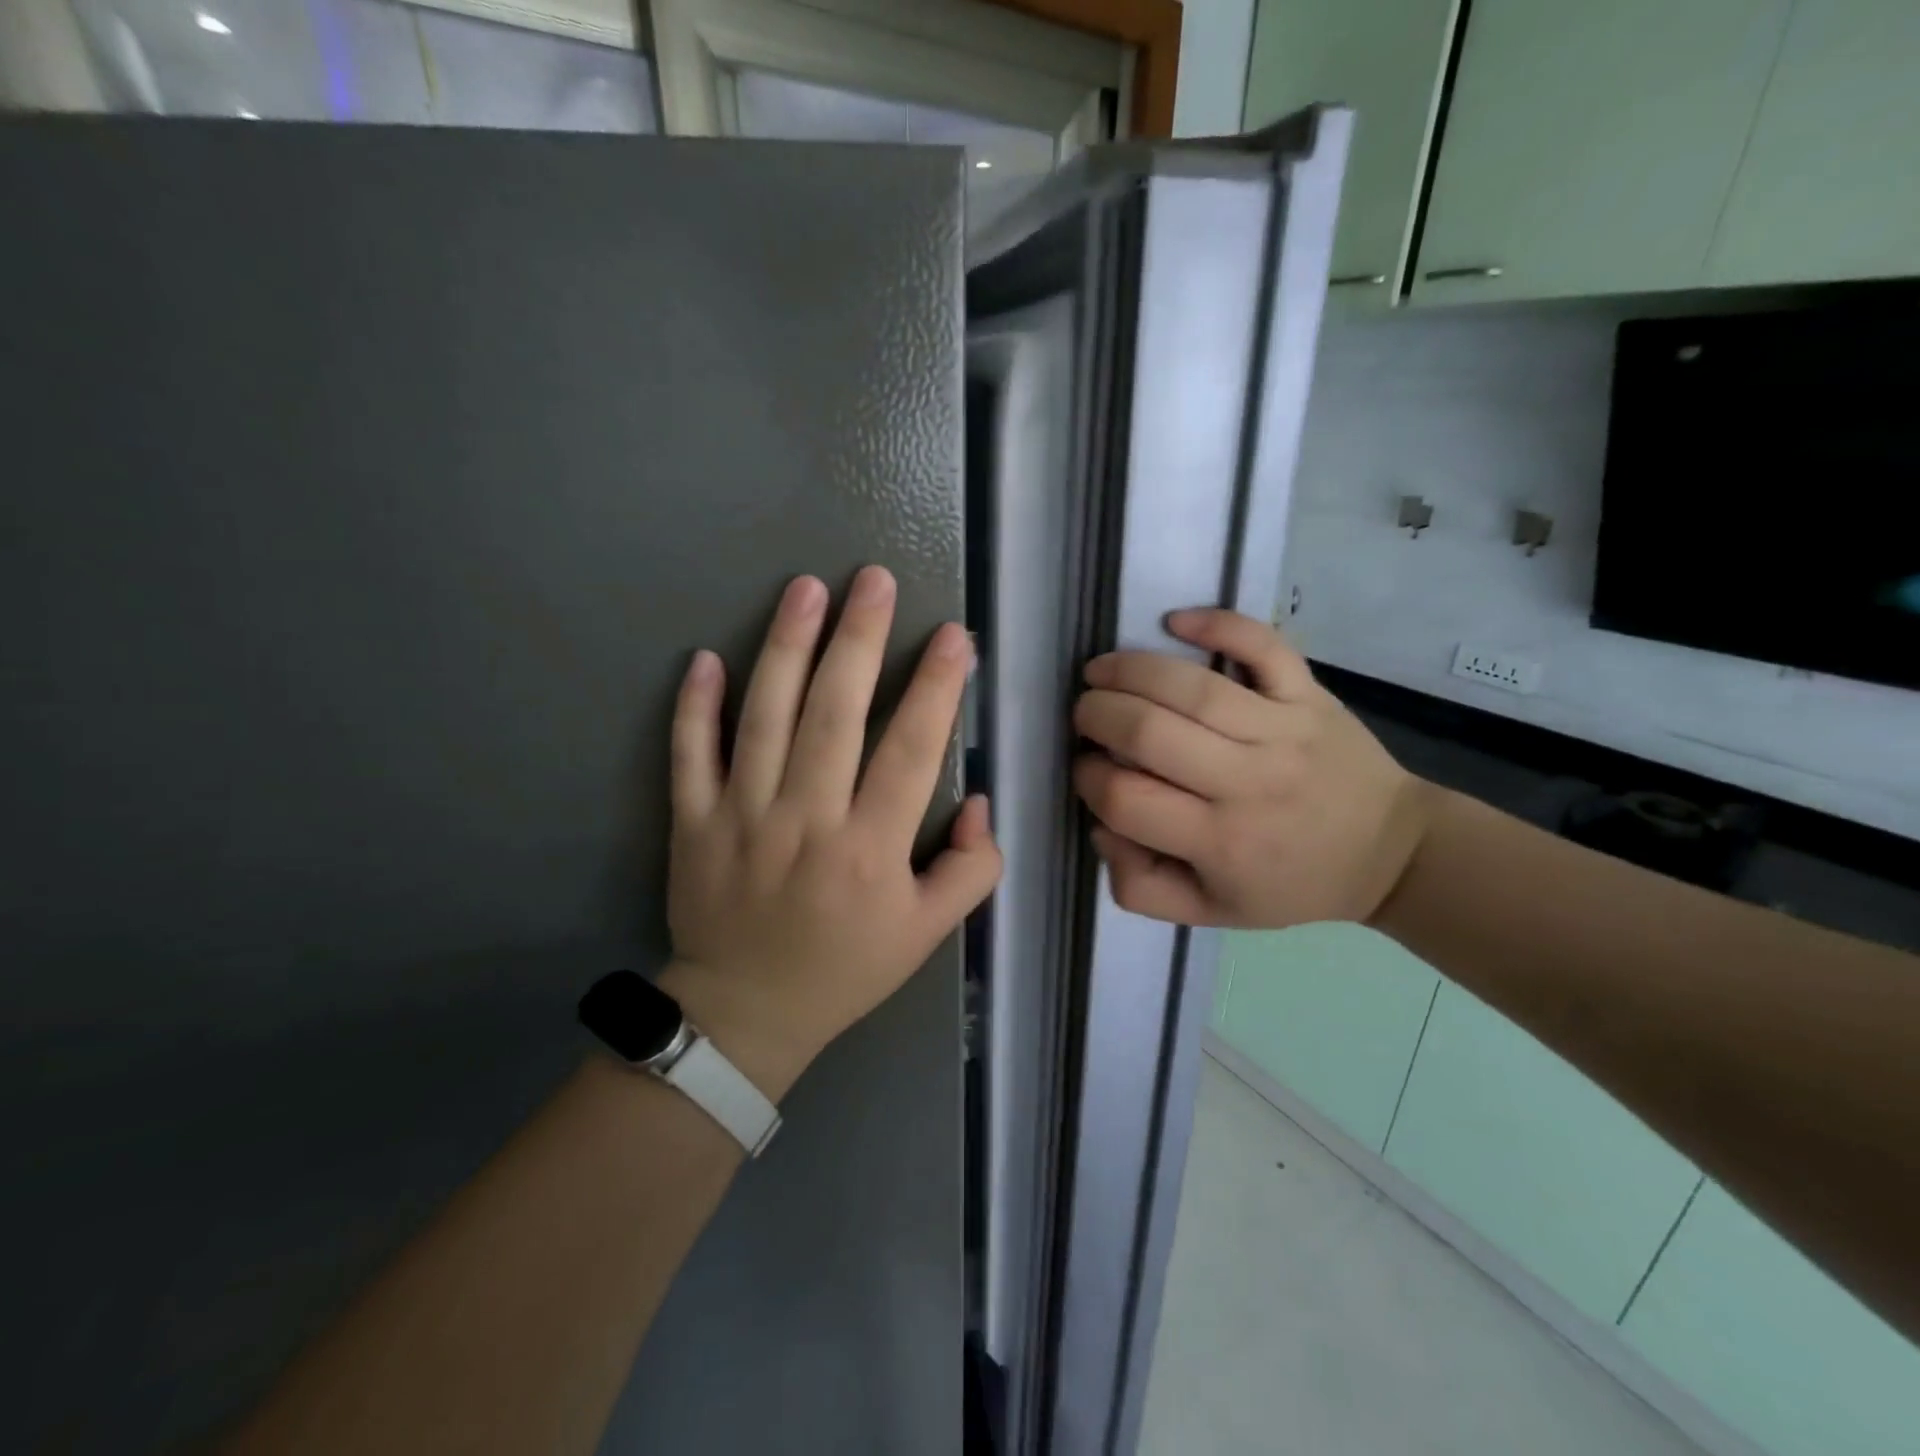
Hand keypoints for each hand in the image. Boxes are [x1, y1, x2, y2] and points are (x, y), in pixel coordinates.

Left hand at [660, 566, 1000, 1099]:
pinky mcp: (692, 823)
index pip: (910, 752)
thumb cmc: (846, 968)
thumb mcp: (928, 934)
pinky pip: (690, 755)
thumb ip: (971, 870)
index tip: (954, 636)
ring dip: (786, 647)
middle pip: (835, 715)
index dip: (936, 689)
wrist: (747, 1013)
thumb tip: (977, 799)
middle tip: (875, 579)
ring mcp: (741, 817)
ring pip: (765, 718)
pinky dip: (695, 706)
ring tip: (806, 588)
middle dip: (860, 640)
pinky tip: (706, 657)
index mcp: (870, 850)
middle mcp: (806, 821)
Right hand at [1072, 609, 1431, 928]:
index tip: (1088, 770)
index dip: (1089, 779)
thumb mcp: (1210, 912)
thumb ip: (1139, 886)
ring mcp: (1283, 730)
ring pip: (1193, 688)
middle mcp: (1248, 783)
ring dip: (1129, 670)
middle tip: (1084, 715)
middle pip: (1148, 733)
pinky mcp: (1308, 694)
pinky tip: (1174, 621)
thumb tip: (1101, 826)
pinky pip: (1262, 647)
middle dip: (1097, 716)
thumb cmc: (1290, 883)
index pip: (1126, 800)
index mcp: (1219, 842)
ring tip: (1098, 672)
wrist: (1389, 852)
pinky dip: (1217, 624)